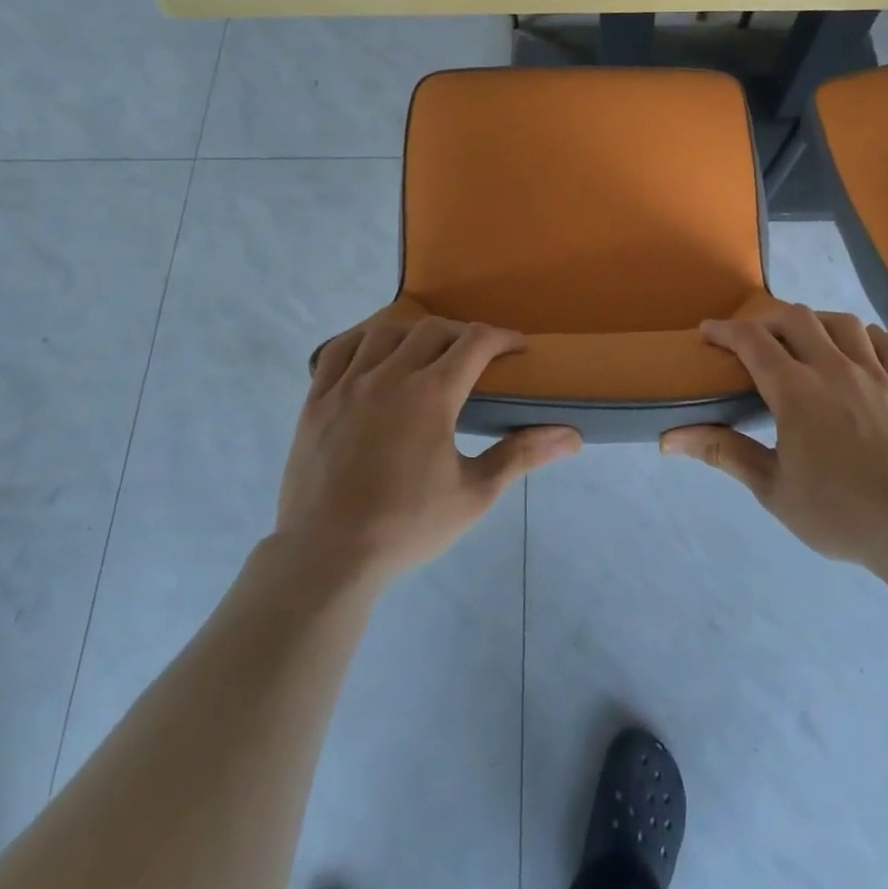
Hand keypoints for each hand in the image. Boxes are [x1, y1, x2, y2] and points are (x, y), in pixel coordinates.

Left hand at [275, 317, 581, 585]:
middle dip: (462, 334)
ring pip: (384, 332)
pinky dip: (361, 340)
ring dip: (412, 333)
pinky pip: (337, 351)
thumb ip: (521, 455)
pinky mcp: (316, 400)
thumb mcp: (474, 494)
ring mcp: (347, 385)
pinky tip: (372, 352)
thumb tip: (571, 437)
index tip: (517, 347)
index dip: (502, 337)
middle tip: (476, 357)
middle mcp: (390, 376)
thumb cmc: (407, 527)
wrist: (327, 558)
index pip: (475, 342)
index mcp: (432, 395)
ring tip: (424, 351)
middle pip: (432, 330)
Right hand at [660, 305, 887, 571]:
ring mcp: (876, 376)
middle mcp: (834, 369)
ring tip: (804, 338)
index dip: (725, 330)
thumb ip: (723, 453)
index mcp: (796, 390)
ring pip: (842, 324)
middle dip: (767, 320)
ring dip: (815, 322)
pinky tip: (858, 348)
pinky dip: (866, 337)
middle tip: (753, 341)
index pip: (752, 341)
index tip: (708, 332)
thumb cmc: (839, 513)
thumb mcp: (772, 489)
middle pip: (796, 319)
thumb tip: (668, 439)